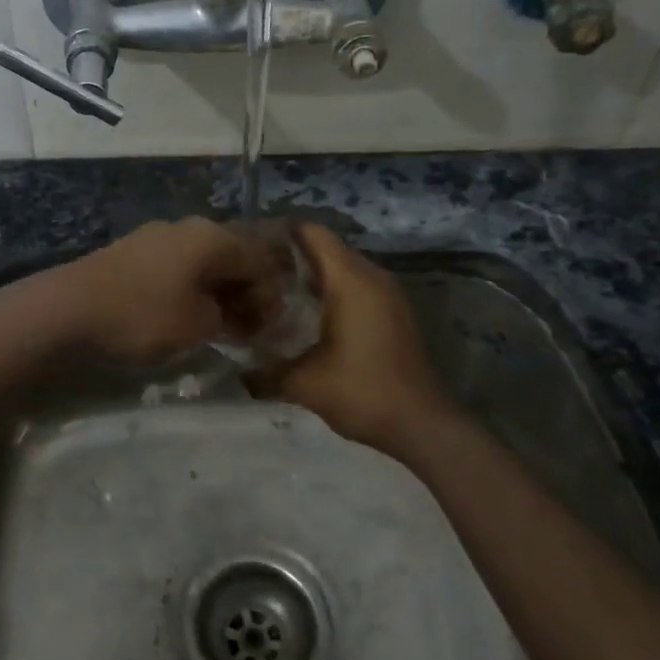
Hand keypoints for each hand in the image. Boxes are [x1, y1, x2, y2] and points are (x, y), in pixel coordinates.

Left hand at [34, 217, 278, 364]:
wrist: (68, 309)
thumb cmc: (143, 315)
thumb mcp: (198, 325)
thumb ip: (227, 317)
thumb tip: (224, 312)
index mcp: (212, 237)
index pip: (259, 262)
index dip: (270, 298)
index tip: (267, 332)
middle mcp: (187, 227)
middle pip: (231, 258)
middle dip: (243, 294)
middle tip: (246, 331)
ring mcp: (155, 236)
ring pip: (201, 263)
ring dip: (215, 293)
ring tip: (215, 327)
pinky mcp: (131, 251)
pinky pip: (175, 267)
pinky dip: (187, 289)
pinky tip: (181, 314)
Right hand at [248, 224, 451, 453]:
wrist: (422, 425)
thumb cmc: (362, 393)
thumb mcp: (304, 384)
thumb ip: (265, 373)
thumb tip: (237, 372)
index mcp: (350, 280)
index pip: (311, 234)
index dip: (279, 236)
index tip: (250, 252)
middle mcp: (371, 276)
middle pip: (325, 248)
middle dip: (291, 259)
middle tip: (255, 279)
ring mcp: (388, 293)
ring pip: (342, 268)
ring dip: (312, 277)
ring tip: (276, 297)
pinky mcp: (394, 311)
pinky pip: (357, 286)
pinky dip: (332, 292)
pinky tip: (309, 318)